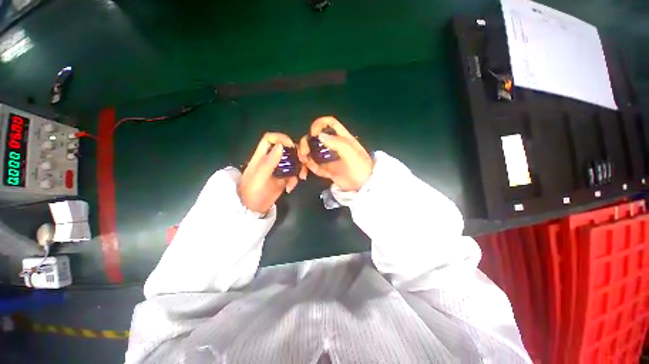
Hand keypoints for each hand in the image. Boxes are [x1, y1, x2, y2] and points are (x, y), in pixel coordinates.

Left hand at [238, 133, 301, 213]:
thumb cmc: (252, 191)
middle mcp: (272, 160)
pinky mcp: (284, 178)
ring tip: (300, 179)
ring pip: (293, 162)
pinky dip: (295, 180)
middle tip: (303, 162)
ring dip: (299, 169)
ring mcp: (278, 169)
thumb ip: (269, 161)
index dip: (281, 138)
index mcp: (262, 156)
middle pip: (287, 149)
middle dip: (297, 155)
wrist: (252, 209)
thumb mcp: (260, 176)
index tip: (292, 147)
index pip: (271, 139)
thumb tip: (281, 146)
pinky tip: (290, 188)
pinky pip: (294, 174)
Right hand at [298, 116, 373, 191]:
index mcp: (341, 137)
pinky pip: (315, 165)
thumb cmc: (360, 167)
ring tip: (304, 162)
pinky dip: (310, 167)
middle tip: (304, 153)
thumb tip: (319, 136)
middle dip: (306, 143)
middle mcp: (333, 145)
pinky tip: (307, 171)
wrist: (363, 185)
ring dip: (305, 155)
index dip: (318, 124)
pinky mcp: (327, 169)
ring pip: (312, 151)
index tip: (313, 135)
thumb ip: (337, 143)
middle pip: (315, 138)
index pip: (328, 123)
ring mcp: (329, 157)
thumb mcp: (351, 153)